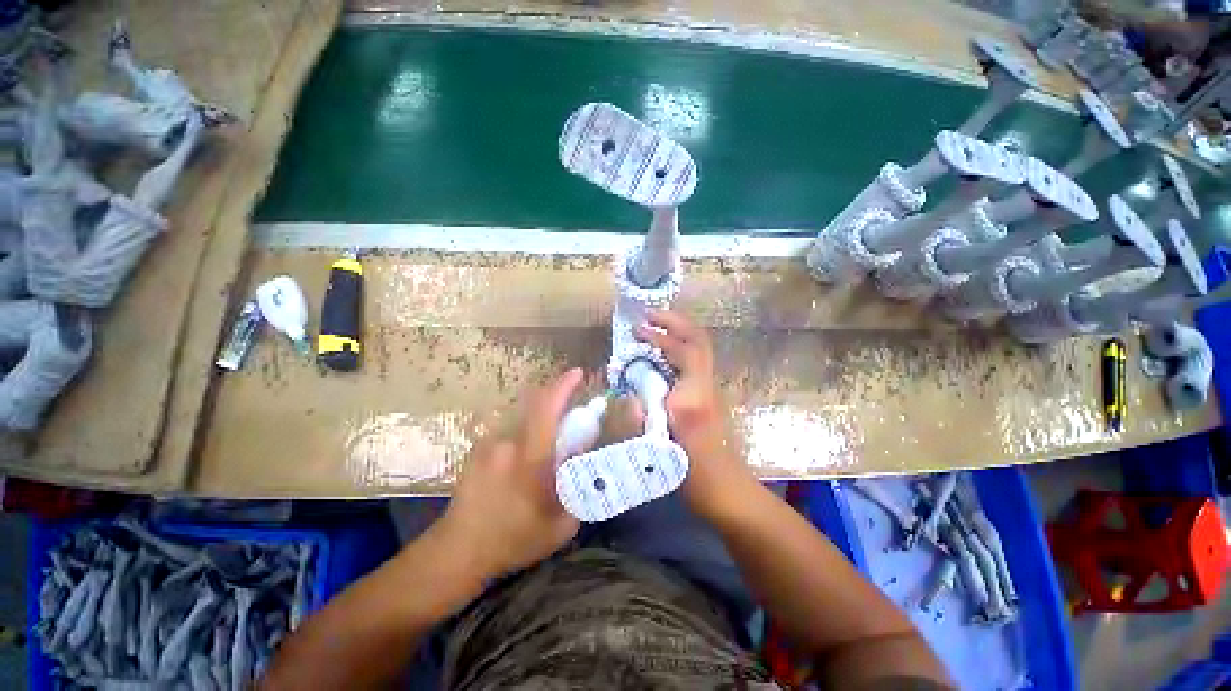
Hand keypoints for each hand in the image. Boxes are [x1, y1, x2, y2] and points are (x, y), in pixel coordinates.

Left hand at [434, 368, 583, 579]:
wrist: (458, 551)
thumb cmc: (515, 540)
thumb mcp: (562, 524)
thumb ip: (580, 488)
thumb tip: (591, 459)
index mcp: (531, 459)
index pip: (546, 408)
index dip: (563, 385)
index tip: (578, 373)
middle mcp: (508, 443)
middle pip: (536, 406)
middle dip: (556, 402)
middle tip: (570, 421)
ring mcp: (489, 444)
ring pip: (523, 421)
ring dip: (538, 425)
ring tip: (542, 456)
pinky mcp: (478, 449)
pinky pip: (509, 433)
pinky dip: (522, 438)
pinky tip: (519, 466)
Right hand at [634, 310, 753, 515]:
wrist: (726, 490)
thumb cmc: (693, 475)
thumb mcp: (660, 450)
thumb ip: (641, 418)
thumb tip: (629, 393)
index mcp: (694, 397)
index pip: (683, 351)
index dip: (659, 337)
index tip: (636, 331)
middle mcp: (706, 386)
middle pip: (698, 340)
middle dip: (674, 322)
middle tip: (648, 315)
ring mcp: (710, 389)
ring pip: (700, 347)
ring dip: (678, 331)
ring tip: (654, 325)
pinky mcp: (707, 395)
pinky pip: (695, 359)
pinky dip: (679, 345)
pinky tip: (662, 351)